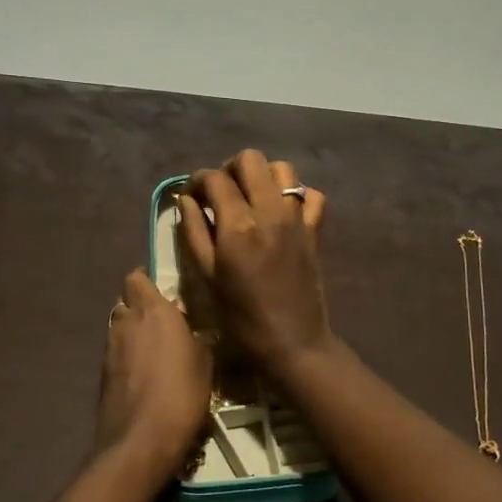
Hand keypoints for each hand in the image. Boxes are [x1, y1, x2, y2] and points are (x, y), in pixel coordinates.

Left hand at [97, 268, 211, 476]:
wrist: (141, 440)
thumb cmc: (182, 393)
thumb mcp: (205, 363)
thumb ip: (196, 339)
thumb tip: (191, 330)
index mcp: (153, 311)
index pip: (137, 278)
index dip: (146, 280)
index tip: (162, 288)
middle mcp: (126, 322)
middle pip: (126, 301)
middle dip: (140, 306)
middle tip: (164, 320)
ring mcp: (110, 348)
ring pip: (119, 326)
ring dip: (133, 331)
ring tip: (156, 348)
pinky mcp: (103, 374)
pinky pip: (116, 352)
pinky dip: (127, 355)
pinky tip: (145, 372)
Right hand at [178, 150, 331, 372]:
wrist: (292, 342)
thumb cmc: (241, 316)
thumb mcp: (207, 276)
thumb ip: (195, 232)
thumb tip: (187, 200)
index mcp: (238, 225)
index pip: (215, 179)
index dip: (198, 180)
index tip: (191, 194)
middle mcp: (270, 211)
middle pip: (251, 160)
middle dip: (230, 168)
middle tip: (220, 191)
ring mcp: (297, 218)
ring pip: (282, 169)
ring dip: (262, 175)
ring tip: (250, 197)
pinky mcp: (315, 229)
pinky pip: (311, 195)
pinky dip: (296, 194)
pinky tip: (281, 210)